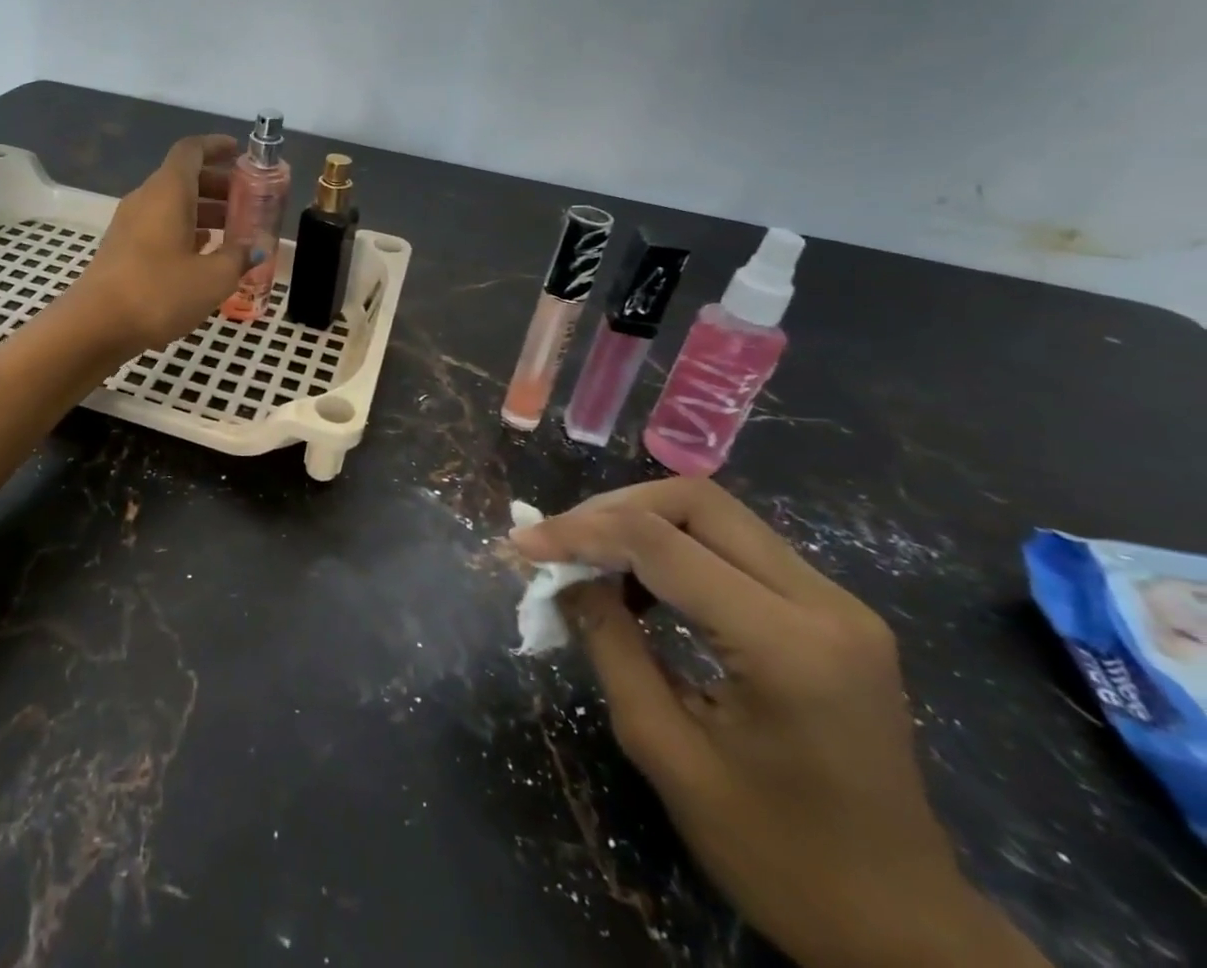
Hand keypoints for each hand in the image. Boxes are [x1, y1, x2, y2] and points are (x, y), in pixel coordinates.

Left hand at [68, 135, 249, 355]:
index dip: (216, 146)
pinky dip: (186, 231)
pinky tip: (206, 256)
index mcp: (168, 191)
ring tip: (235, 232)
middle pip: (184, 178)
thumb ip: (238, 257)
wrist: (95, 326)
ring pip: (172, 205)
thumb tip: (255, 249)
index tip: (240, 152)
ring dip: (204, 211)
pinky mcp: (123, 249)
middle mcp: (146, 199)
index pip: (191, 151)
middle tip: (248, 201)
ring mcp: (130, 225)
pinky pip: (160, 226)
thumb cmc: (159, 292)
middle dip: (218, 185)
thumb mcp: (213, 277)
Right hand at [511, 476, 1046, 967]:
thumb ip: (609, 644)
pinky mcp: (834, 611)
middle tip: (560, 544)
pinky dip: (677, 547)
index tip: (522, 545)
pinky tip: (644, 586)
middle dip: (613, 510)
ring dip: (643, 523)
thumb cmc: (779, 859)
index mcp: (786, 647)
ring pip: (717, 514)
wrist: (904, 931)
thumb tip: (561, 575)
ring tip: (592, 562)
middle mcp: (824, 603)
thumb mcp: (667, 752)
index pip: (661, 544)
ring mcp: (838, 602)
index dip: (580, 532)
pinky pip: (738, 546)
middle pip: (696, 501)